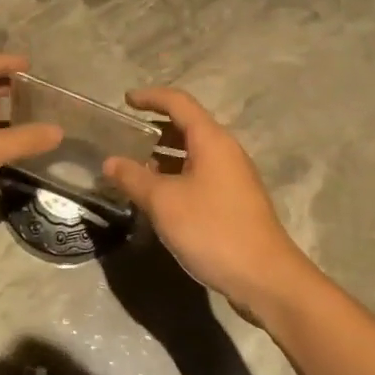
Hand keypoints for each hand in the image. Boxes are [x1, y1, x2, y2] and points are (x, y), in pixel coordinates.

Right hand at [103, 87, 318, 322]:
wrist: (264, 277)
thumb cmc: (212, 229)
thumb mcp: (163, 202)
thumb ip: (133, 178)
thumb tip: (110, 162)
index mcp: (211, 140)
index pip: (179, 102)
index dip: (151, 97)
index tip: (125, 100)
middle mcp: (225, 151)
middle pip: (187, 126)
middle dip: (155, 127)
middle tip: (124, 137)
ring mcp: (233, 177)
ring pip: (193, 153)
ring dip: (164, 155)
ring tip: (133, 167)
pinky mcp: (234, 201)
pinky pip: (199, 175)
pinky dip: (176, 175)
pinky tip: (158, 197)